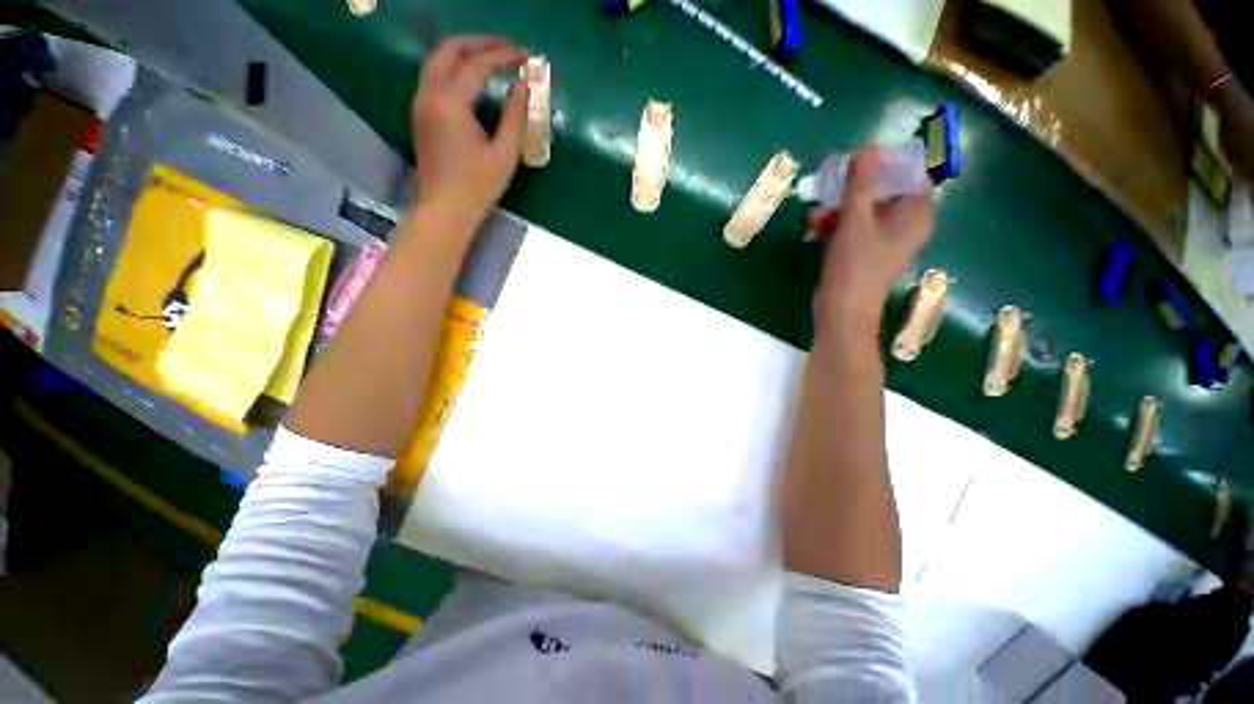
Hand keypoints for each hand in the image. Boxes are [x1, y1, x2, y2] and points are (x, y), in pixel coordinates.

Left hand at [411, 36, 528, 228]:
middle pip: (450, 49)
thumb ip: (515, 117)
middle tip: (507, 50)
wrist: (445, 209)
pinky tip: (474, 79)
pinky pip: (435, 76)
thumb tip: (523, 86)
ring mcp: (421, 102)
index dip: (502, 55)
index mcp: (451, 103)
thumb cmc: (478, 186)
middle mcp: (430, 94)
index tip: (525, 56)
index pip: (477, 64)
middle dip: (480, 43)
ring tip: (493, 60)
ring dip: (465, 52)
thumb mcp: (504, 155)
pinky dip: (455, 67)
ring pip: (438, 59)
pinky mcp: (421, 113)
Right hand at [811, 145, 933, 336]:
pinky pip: (857, 230)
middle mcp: (907, 224)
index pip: (907, 174)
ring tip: (813, 219)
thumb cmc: (855, 263)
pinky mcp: (869, 255)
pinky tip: (815, 231)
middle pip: (882, 193)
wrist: (843, 310)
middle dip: (850, 192)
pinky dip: (837, 227)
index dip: (881, 166)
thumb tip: (867, 146)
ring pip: (865, 213)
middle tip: (825, 191)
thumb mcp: (855, 217)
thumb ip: (861, 181)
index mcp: (916, 212)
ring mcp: (887, 242)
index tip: (853, 167)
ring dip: (838, 211)